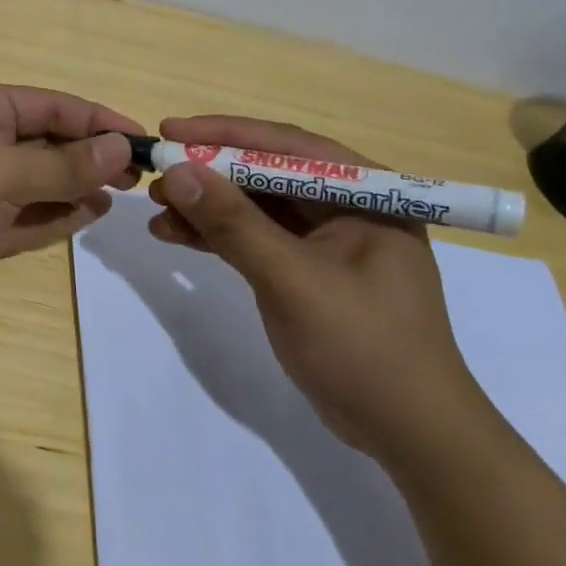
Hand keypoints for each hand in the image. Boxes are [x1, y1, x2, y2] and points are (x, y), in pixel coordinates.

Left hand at [0, 83, 143, 342]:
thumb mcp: (1, 175)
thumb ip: (63, 164)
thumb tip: (120, 146)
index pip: (52, 105)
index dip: (99, 120)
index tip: (145, 141)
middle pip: (48, 141)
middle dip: (91, 154)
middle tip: (140, 176)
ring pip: (40, 180)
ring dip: (78, 185)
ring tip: (123, 194)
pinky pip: (27, 216)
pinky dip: (56, 215)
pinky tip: (91, 215)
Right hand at [147, 115, 489, 461]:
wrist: (408, 434)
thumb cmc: (363, 348)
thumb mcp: (292, 280)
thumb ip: (234, 224)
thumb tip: (176, 172)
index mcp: (368, 193)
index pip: (287, 146)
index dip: (224, 134)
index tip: (170, 131)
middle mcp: (349, 206)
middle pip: (268, 173)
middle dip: (210, 173)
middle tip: (156, 174)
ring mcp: (329, 241)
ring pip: (257, 207)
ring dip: (207, 206)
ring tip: (156, 209)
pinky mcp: (310, 271)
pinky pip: (257, 239)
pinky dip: (218, 236)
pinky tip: (177, 235)